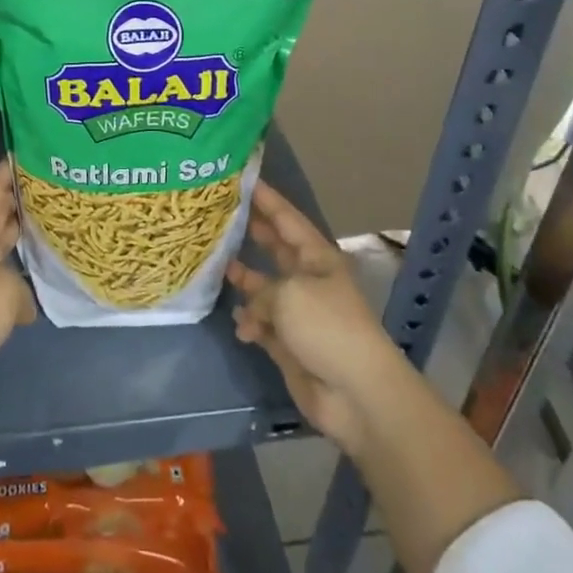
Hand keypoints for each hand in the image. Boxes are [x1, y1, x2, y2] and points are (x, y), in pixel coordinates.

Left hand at [0, 160, 36, 408]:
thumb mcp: (5, 289)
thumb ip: (24, 286)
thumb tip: (23, 304)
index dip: (8, 169)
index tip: (31, 150)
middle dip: (24, 198)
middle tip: (58, 183)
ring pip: (3, 245)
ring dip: (26, 235)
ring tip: (59, 222)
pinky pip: (5, 278)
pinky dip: (23, 275)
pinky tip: (47, 274)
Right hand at [226, 182, 408, 459]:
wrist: (356, 393)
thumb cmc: (327, 328)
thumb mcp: (289, 294)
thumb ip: (262, 287)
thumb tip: (250, 304)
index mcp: (317, 258)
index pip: (287, 219)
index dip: (267, 199)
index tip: (242, 178)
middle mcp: (307, 279)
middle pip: (275, 249)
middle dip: (252, 233)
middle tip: (220, 214)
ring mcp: (298, 312)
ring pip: (263, 287)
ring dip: (243, 280)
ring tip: (216, 267)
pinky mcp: (288, 342)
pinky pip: (261, 322)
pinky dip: (250, 322)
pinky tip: (242, 326)